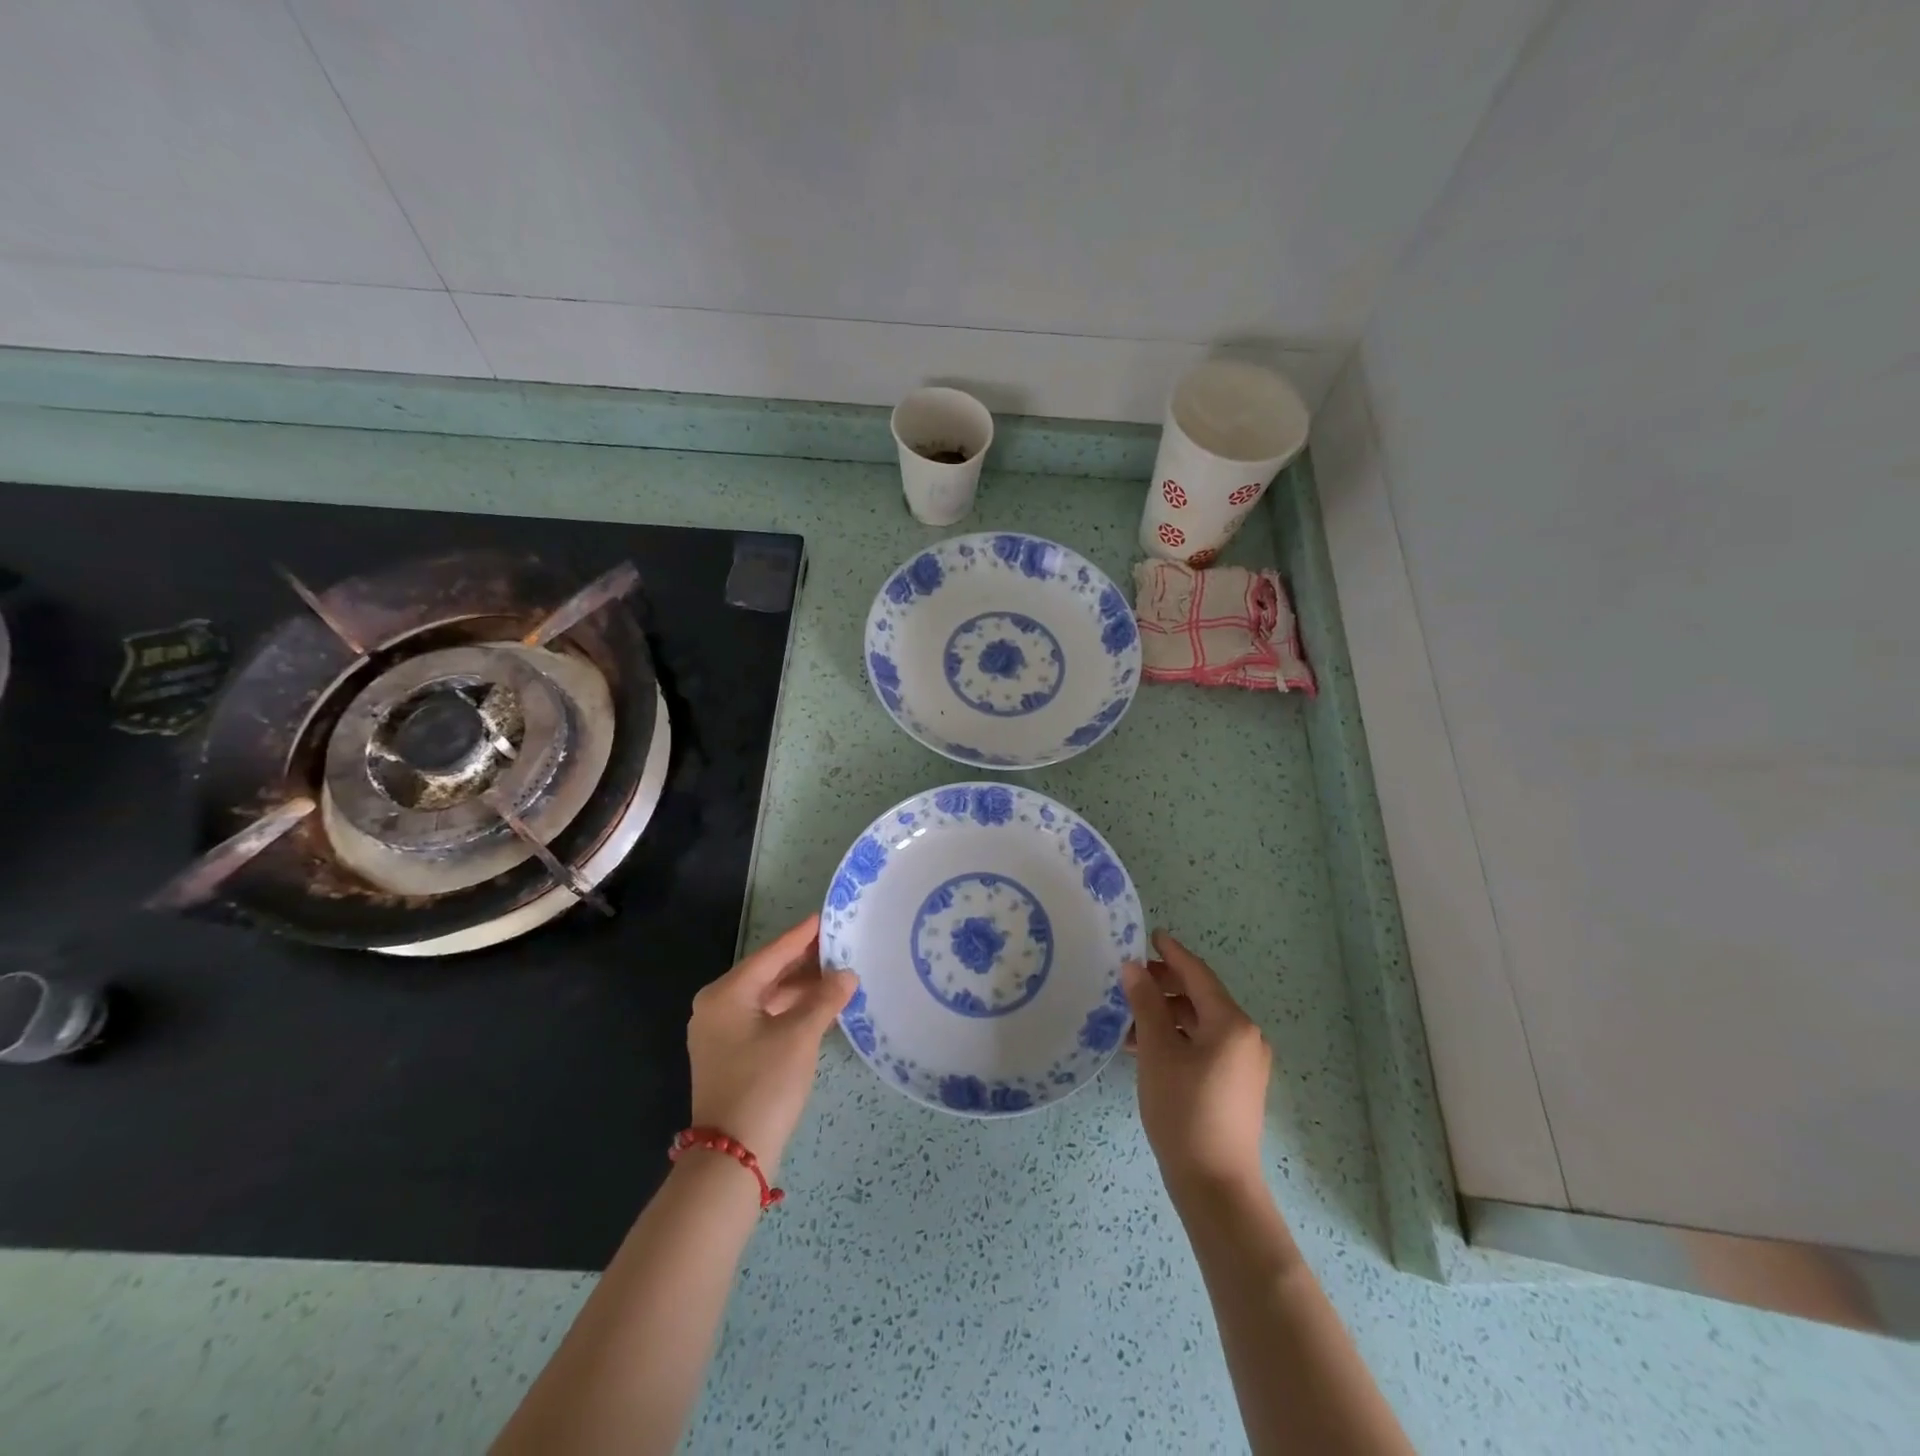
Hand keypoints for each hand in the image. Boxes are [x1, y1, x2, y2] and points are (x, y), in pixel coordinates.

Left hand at [686, 914, 856, 1178]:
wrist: (732, 1155)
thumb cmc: (765, 1083)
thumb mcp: (800, 1035)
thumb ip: (825, 998)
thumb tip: (847, 974)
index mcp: (726, 994)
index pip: (771, 954)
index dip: (802, 936)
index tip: (826, 916)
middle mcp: (716, 1006)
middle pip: (766, 973)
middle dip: (803, 961)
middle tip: (839, 945)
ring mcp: (719, 1032)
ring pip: (766, 996)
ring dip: (799, 987)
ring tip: (836, 973)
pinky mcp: (728, 1054)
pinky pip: (762, 1017)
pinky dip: (789, 1009)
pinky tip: (817, 1006)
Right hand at [1122, 930, 1272, 1198]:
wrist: (1216, 1185)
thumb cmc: (1184, 1110)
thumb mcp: (1158, 1051)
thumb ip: (1146, 1003)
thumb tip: (1134, 967)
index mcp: (1232, 1023)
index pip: (1198, 974)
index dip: (1172, 954)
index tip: (1150, 935)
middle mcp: (1246, 1036)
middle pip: (1201, 997)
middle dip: (1165, 985)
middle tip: (1131, 977)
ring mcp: (1245, 1064)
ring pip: (1200, 1023)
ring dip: (1167, 1015)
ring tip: (1129, 1018)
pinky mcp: (1238, 1085)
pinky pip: (1205, 1046)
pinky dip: (1178, 1038)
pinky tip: (1146, 1048)